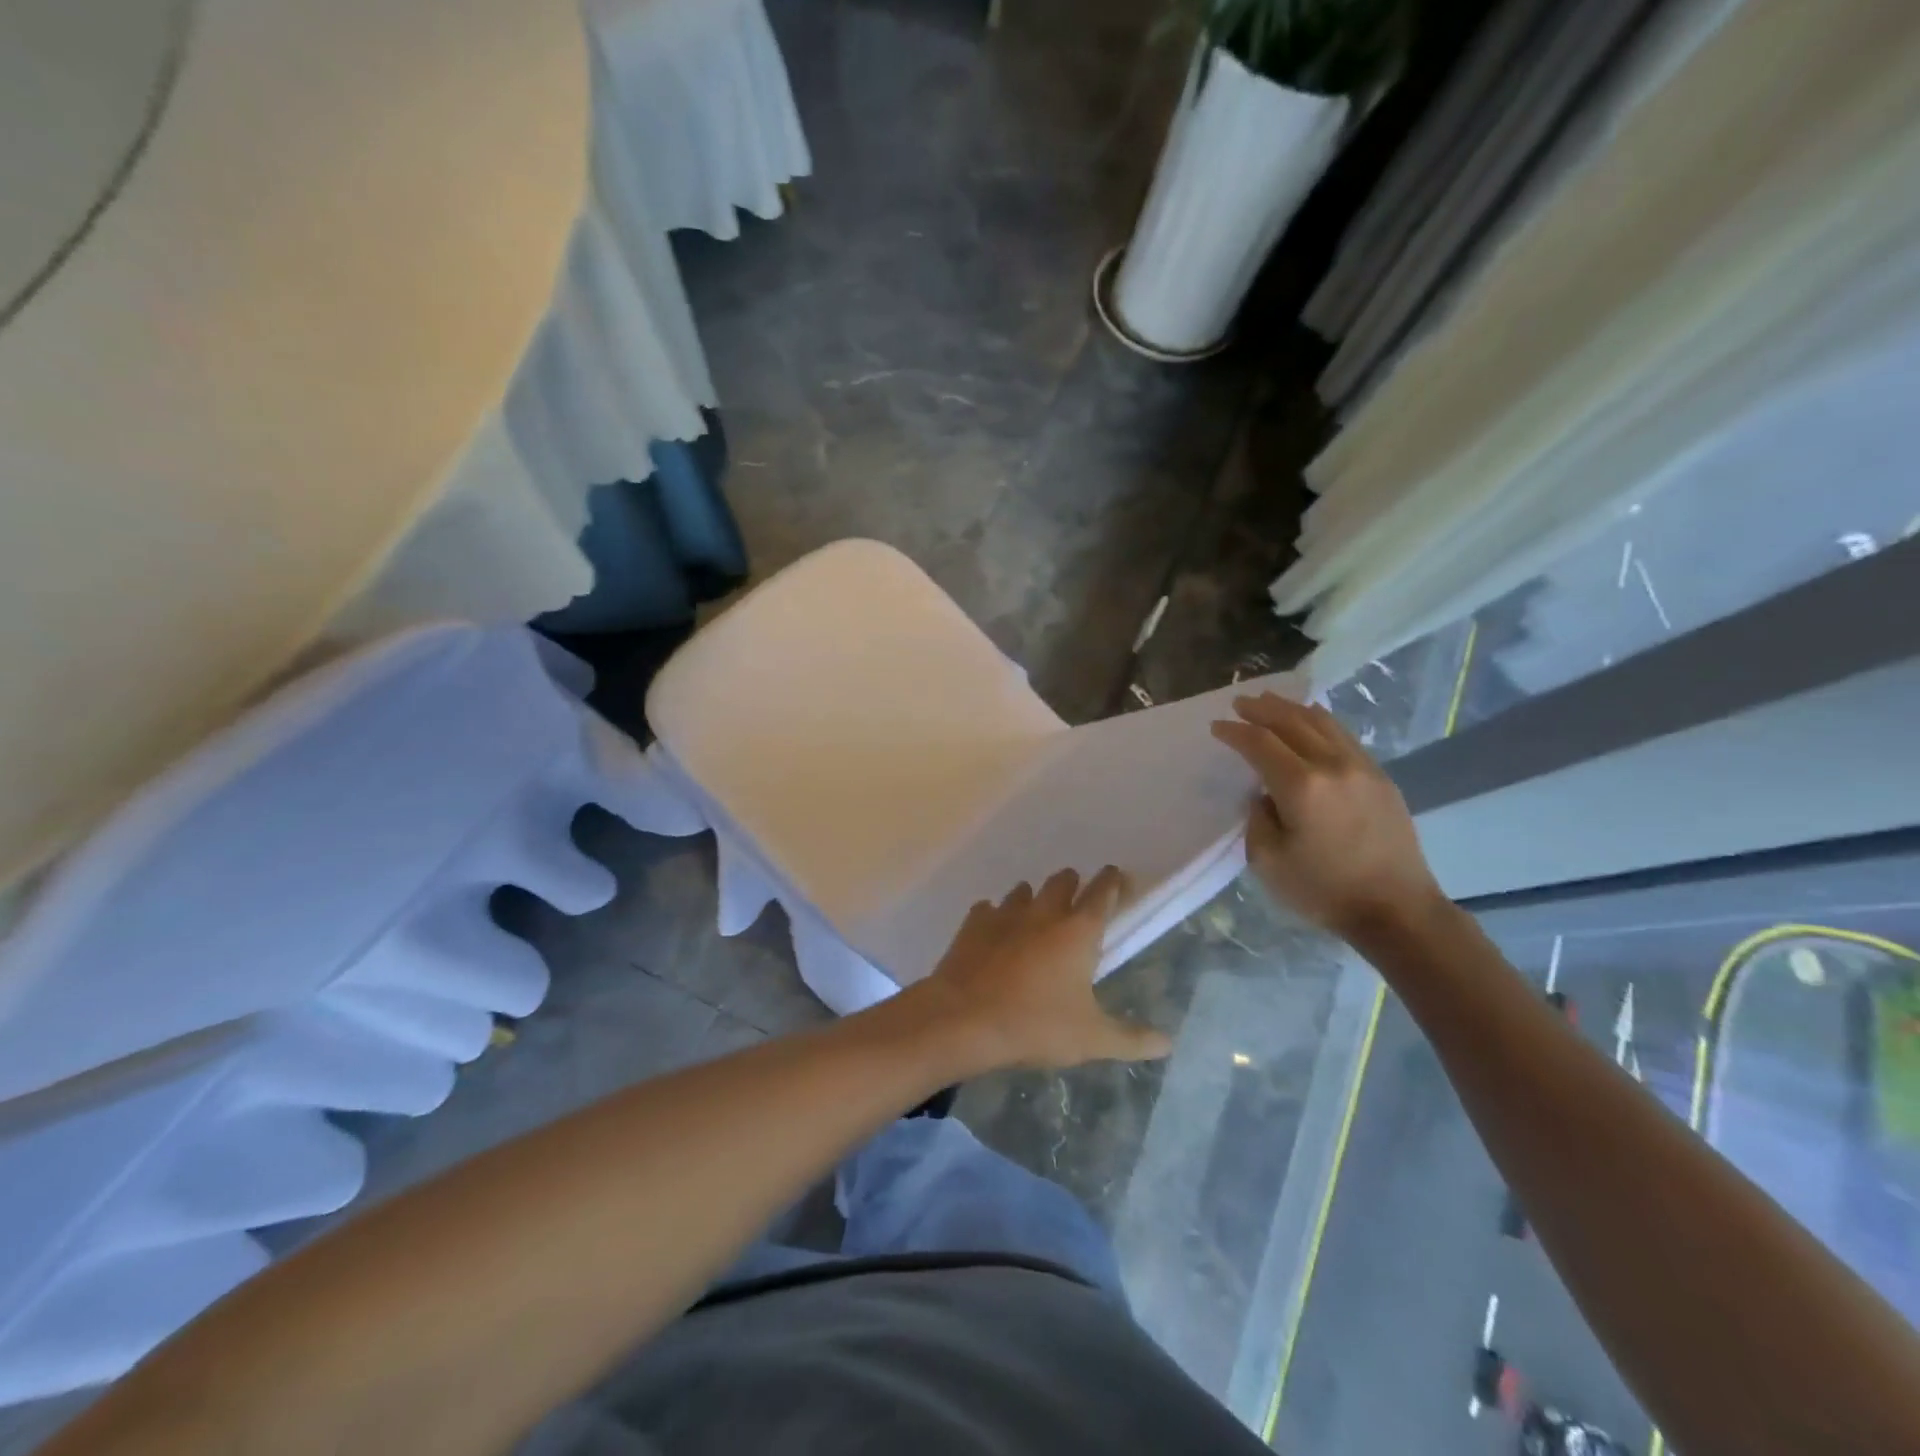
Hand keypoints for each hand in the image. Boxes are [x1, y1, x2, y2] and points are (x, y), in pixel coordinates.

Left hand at [920, 867, 1173, 1071]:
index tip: (1118, 876)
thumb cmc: (1035, 1025)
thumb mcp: (1091, 1039)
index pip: (1103, 892)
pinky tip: (995, 932)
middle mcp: (1044, 912)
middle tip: (1078, 898)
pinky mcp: (974, 923)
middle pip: (1063, 881)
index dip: (1113, 882)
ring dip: (1034, 897)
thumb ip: (1131, 1039)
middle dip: (1074, 884)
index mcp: (1078, 931)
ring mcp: (1005, 914)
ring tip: (1037, 914)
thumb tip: (1168, 1043)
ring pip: (1024, 890)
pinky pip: (988, 908)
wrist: (964, 1019)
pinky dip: (996, 915)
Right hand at [1211, 692, 1444, 939]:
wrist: (1397, 910)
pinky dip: (1318, 722)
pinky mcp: (1380, 777)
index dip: (1234, 732)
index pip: (1259, 743)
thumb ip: (1258, 818)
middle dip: (1261, 709)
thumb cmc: (1324, 891)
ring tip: (1270, 703)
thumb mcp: (1268, 861)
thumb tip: (1264, 795)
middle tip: (1240, 702)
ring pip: (1322, 722)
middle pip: (1291, 721)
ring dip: (1291, 709)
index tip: (1217, 727)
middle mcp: (1332, 765)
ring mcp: (1362, 767)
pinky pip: (1343, 735)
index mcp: (1301, 786)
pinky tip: (1309, 723)